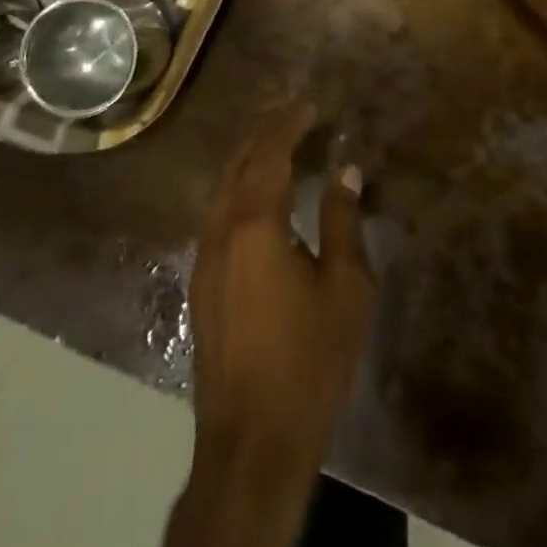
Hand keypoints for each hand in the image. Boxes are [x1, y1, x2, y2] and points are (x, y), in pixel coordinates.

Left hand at [188, 103, 374, 492]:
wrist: (252, 443)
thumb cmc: (310, 359)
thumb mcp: (346, 286)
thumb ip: (343, 221)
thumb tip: (345, 170)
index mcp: (255, 226)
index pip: (269, 154)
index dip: (290, 124)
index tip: (311, 103)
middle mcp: (221, 233)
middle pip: (237, 165)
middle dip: (265, 133)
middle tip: (295, 115)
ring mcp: (204, 261)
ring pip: (221, 191)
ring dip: (248, 160)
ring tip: (280, 147)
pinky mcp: (200, 287)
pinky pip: (217, 216)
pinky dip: (239, 190)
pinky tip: (259, 199)